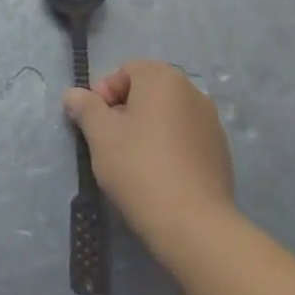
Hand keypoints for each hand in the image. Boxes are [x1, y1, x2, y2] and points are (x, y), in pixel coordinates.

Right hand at [64, 59, 234, 245]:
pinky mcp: (220, 154)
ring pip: (167, 117)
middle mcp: (193, 92)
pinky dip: (168, 149)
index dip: (104, 92)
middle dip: (124, 111)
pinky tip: (157, 177)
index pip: (127, 70)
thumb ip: (84, 107)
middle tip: (107, 141)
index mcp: (164, 79)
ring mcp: (212, 124)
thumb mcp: (99, 133)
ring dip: (146, 130)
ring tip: (131, 162)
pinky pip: (185, 140)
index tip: (93, 122)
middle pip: (148, 92)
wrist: (193, 224)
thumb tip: (74, 94)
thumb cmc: (139, 166)